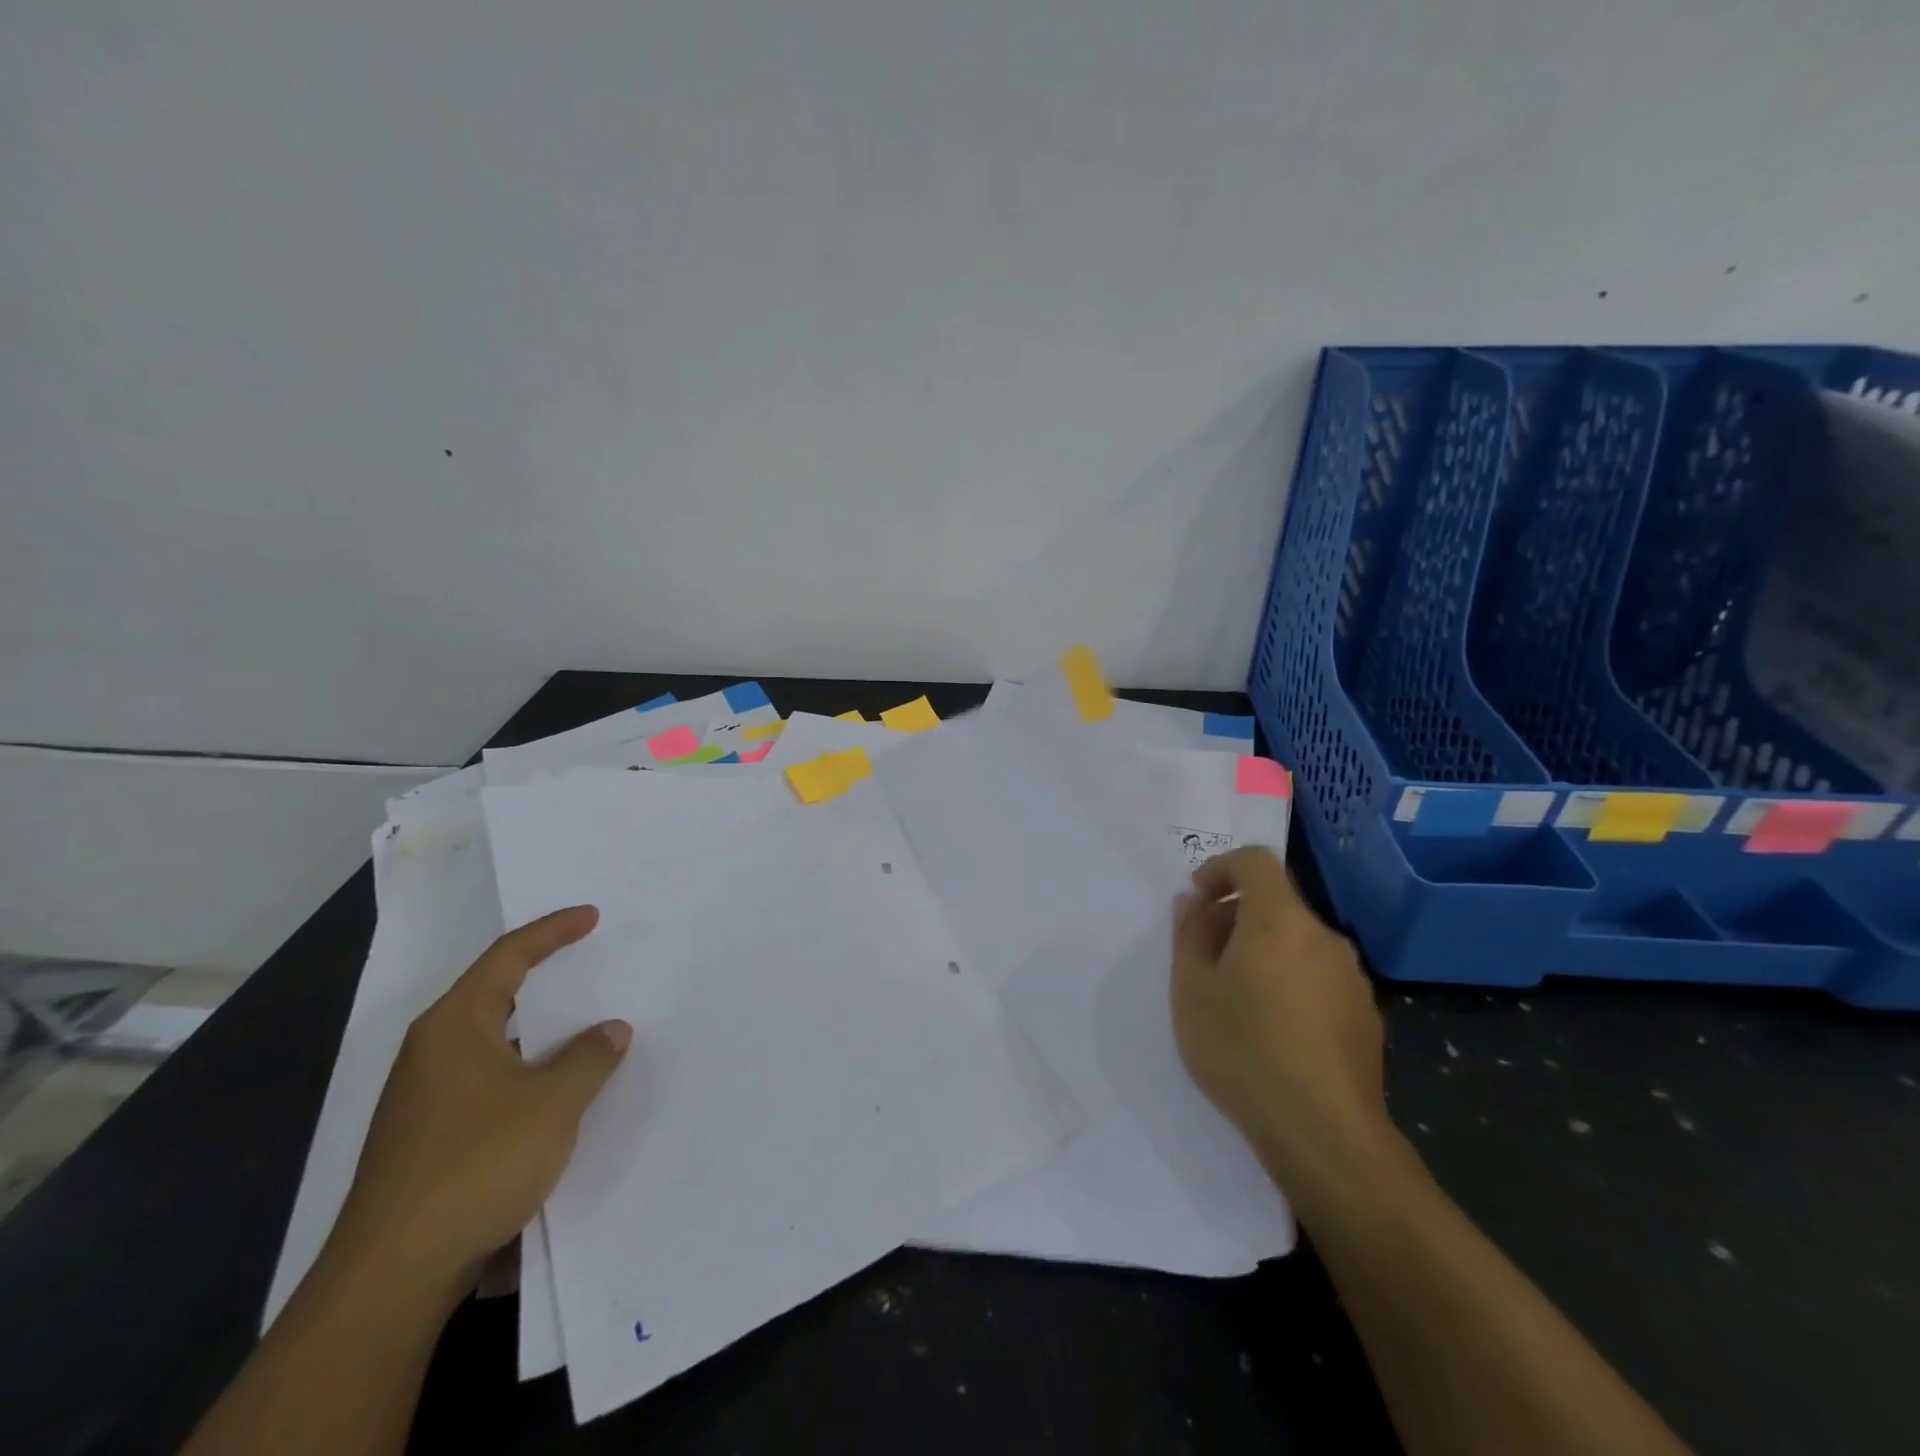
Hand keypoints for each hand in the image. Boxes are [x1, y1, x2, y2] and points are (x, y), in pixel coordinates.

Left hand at [325, 906, 631, 1301]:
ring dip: (540, 1030)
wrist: (394, 1274)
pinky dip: (528, 1067)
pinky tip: (558, 1088)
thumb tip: (611, 1030)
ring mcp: (427, 1096)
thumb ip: (590, 1057)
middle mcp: (433, 1050)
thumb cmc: (476, 1163)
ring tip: (586, 1024)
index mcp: (454, 1025)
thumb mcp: (553, 1103)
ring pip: (495, 1040)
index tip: (591, 916)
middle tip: (590, 960)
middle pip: (495, 993)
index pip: (508, 957)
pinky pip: (491, 1077)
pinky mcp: (431, 1135)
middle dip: (545, 975)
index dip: (553, 931)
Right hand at [1171, 847, 1388, 1193]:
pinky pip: (1318, 975)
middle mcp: (1323, 937)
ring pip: (1298, 941)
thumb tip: (1193, 904)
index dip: (1220, 868)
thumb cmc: (1243, 1049)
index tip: (1196, 900)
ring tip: (1236, 996)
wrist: (1324, 1134)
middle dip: (1236, 914)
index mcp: (1280, 921)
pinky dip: (1290, 979)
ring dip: (1263, 949)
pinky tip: (1274, 1028)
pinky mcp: (1366, 1015)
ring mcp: (1351, 977)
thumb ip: (1189, 934)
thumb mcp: (1192, 989)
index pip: (1255, 861)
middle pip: (1277, 902)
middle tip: (1205, 955)